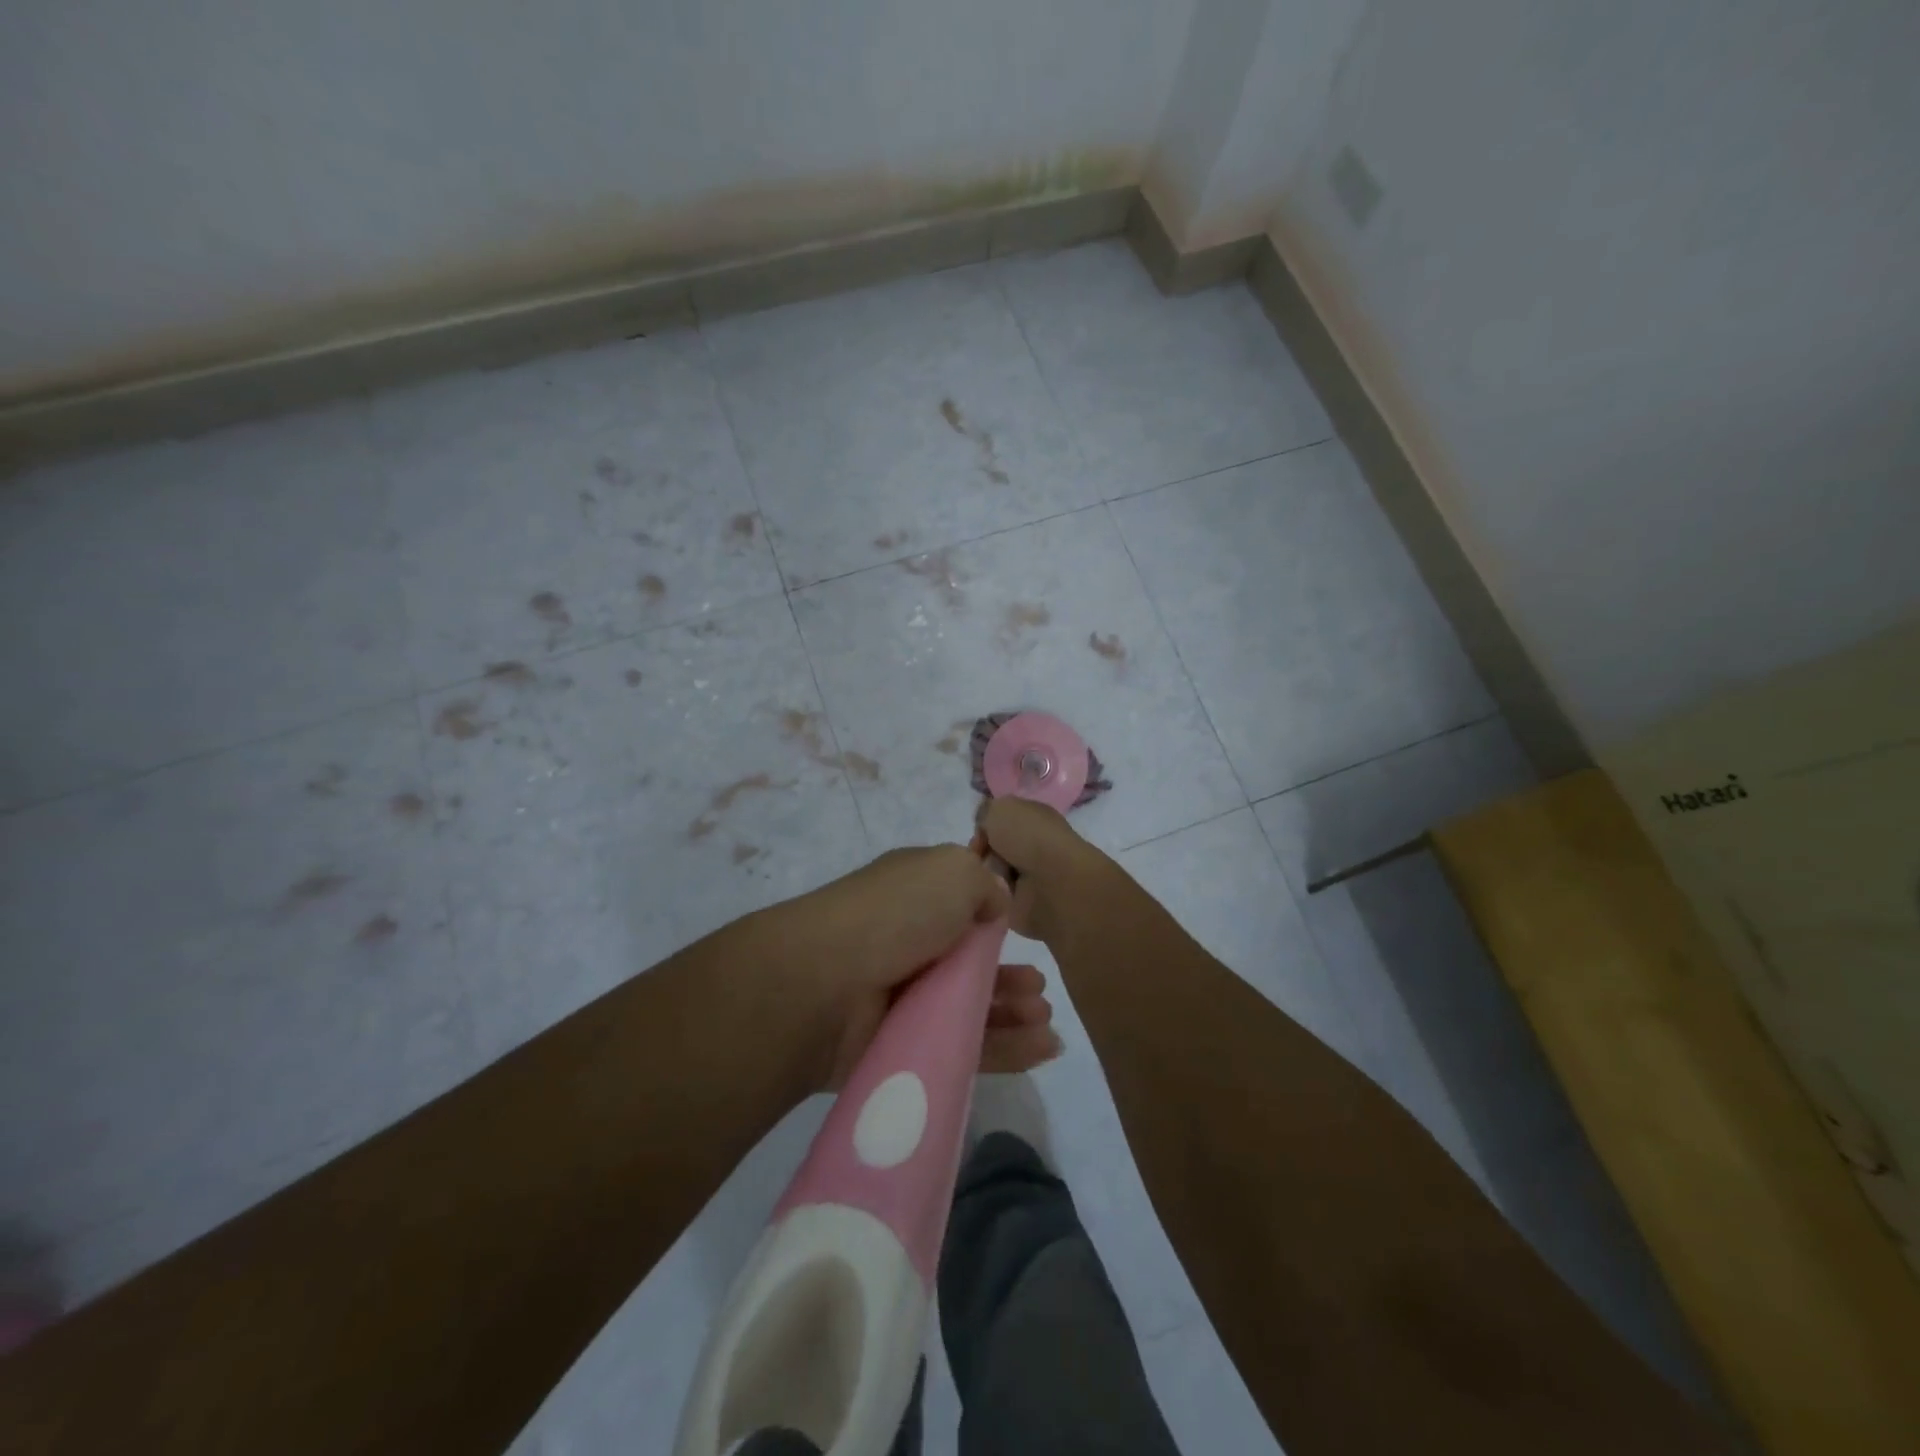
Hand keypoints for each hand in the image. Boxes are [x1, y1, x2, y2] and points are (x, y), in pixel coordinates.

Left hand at [763, 845, 1062, 1091]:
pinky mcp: (907, 1047)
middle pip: (970, 961)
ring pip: (971, 1007)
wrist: (824, 985)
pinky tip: (1043, 1048)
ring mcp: (905, 996)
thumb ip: (984, 882)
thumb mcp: (951, 870)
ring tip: (1044, 1018)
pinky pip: (966, 1048)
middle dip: (1010, 973)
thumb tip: (996, 902)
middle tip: (1040, 988)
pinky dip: (1007, 1049)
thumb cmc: (895, 915)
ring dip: (1012, 1010)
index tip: (1026, 928)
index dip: (996, 916)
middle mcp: (909, 942)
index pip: (961, 903)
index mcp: (915, 894)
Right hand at [974, 797, 1118, 944]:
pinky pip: (996, 897)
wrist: (1052, 884)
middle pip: (992, 848)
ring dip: (986, 875)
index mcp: (1034, 818)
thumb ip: (987, 811)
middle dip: (982, 852)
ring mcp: (1030, 877)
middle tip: (979, 857)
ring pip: (991, 872)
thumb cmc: (1029, 838)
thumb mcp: (1001, 808)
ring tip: (990, 878)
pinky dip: (992, 896)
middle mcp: (1034, 845)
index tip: (979, 835)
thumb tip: (985, 827)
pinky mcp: (1024, 904)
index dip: (985, 827)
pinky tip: (994, 894)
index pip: (1001, 821)